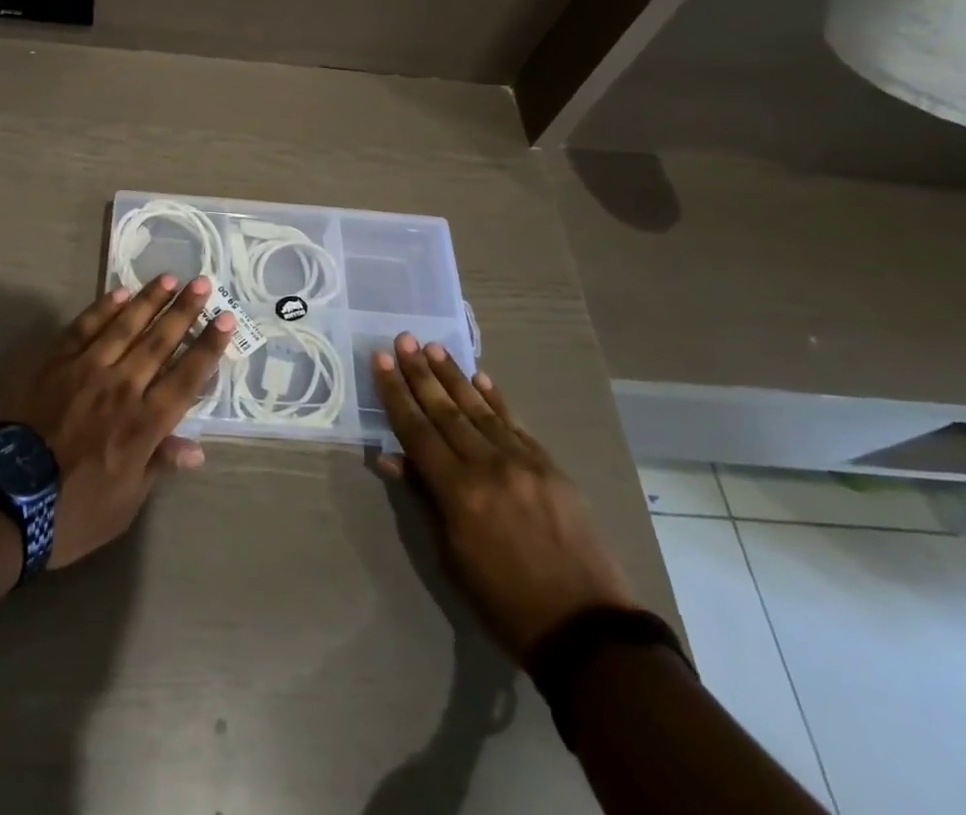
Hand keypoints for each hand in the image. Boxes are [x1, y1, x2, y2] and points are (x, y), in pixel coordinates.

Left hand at [7, 275, 231, 567]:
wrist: (6, 500)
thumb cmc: (72, 513)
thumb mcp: (125, 503)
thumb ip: (158, 466)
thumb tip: (195, 449)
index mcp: (144, 424)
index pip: (186, 377)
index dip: (208, 347)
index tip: (226, 319)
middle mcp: (122, 388)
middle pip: (160, 342)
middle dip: (185, 311)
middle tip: (203, 283)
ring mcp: (86, 370)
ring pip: (125, 326)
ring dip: (149, 300)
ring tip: (169, 278)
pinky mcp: (55, 363)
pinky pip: (84, 327)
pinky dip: (104, 308)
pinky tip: (120, 292)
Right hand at [374, 333, 636, 663]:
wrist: (585, 626)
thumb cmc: (504, 600)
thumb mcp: (451, 556)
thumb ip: (424, 498)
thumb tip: (392, 457)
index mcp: (458, 492)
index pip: (416, 429)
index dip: (395, 392)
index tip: (380, 359)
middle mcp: (487, 465)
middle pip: (445, 409)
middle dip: (420, 372)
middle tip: (403, 339)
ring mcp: (523, 461)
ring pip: (479, 408)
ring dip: (453, 375)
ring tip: (433, 346)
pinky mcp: (550, 465)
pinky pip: (514, 422)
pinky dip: (495, 397)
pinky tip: (480, 377)